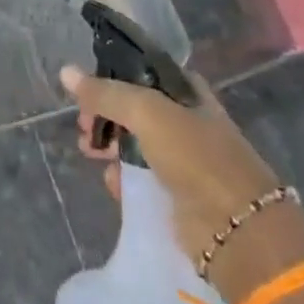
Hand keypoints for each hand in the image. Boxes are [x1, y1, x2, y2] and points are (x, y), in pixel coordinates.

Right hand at [60, 62, 283, 279]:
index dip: (116, 75)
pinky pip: (141, 178)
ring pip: (135, 144)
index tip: (89, 85)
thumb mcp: (146, 112)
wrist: (238, 231)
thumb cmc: (196, 157)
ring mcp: (184, 160)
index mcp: (189, 94)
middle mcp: (187, 122)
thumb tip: (65, 72)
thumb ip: (105, 93)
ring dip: (109, 146)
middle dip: (105, 114)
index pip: (146, 72)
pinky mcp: (177, 195)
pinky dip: (123, 177)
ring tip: (89, 152)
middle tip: (84, 124)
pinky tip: (112, 181)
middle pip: (135, 109)